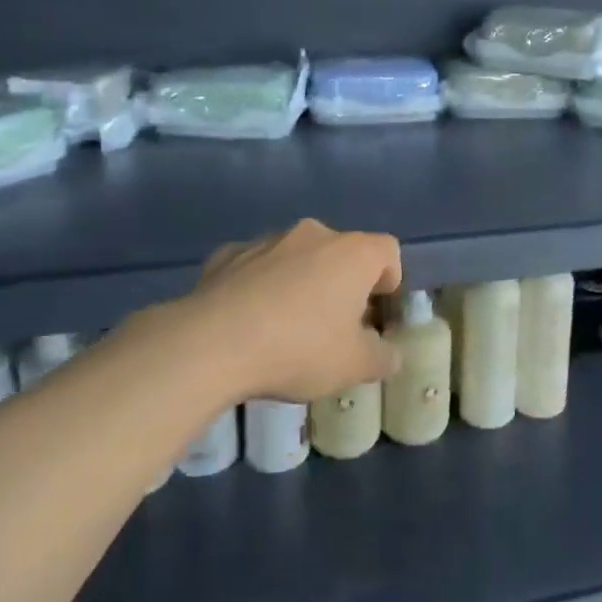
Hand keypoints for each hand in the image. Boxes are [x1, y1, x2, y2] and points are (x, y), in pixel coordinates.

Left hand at [185, 219, 402, 402]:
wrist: (212, 344)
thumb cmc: (299, 349)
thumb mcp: (353, 367)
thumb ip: (380, 358)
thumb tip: (389, 355)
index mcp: (353, 253)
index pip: (387, 251)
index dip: (389, 280)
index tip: (376, 313)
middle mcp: (314, 235)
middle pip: (341, 252)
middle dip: (342, 283)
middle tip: (334, 326)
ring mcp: (268, 241)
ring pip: (297, 257)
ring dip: (300, 281)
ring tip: (286, 327)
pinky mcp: (228, 254)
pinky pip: (256, 266)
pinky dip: (260, 285)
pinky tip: (248, 320)